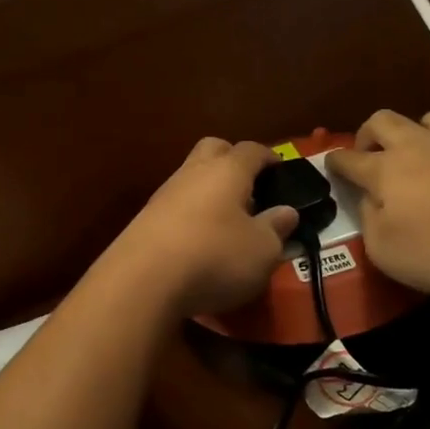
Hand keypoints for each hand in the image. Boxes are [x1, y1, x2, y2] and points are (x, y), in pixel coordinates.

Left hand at [104, 138, 296, 316]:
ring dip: (209, 190)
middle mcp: (194, 171)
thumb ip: (276, 228)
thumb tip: (286, 212)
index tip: (280, 170)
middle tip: (250, 188)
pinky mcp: (145, 218)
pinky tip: (199, 240)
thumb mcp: (262, 250)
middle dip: (232, 160)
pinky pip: (176, 204)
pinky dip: (191, 214)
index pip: (252, 150)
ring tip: (227, 220)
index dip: (269, 157)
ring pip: (191, 176)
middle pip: (214, 149)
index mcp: (228, 170)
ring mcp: (165, 193)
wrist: (142, 280)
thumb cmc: (215, 256)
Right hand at [325, 109, 429, 295]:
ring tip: (418, 153)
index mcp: (384, 170)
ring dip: (414, 131)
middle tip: (369, 152)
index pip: (349, 159)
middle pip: (382, 120)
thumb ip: (370, 223)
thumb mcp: (386, 251)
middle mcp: (415, 145)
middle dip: (368, 133)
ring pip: (426, 117)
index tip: (330, 163)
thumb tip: (371, 203)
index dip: (335, 162)